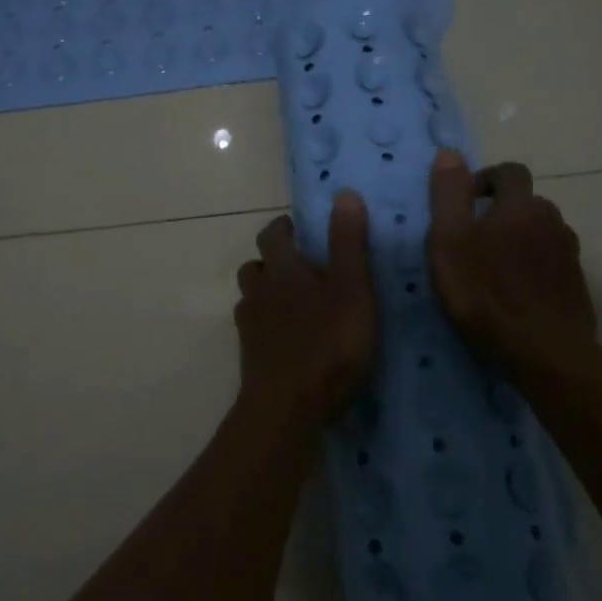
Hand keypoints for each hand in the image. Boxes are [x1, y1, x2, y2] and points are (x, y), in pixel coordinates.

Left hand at [235, 193, 376, 422]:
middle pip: (256, 265)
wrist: (288, 407)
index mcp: (283, 268)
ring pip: (252, 297)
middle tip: (303, 268)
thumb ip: (347, 242)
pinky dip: (268, 326)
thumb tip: (343, 193)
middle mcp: (259, 290)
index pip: (273, 234)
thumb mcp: (352, 288)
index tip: (302, 230)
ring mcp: (250, 325)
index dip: (284, 228)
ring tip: (296, 304)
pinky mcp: (250, 357)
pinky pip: (255, 329)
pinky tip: (289, 340)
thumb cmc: (328, 342)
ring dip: (268, 293)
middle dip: (274, 260)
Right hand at [427, 151, 596, 381]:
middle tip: (473, 242)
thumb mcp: (449, 242)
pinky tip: (518, 295)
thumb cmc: (486, 295)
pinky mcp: (577, 286)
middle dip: (501, 213)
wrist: (546, 355)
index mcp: (520, 206)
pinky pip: (552, 264)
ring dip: (520, 241)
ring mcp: (569, 255)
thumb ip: (448, 195)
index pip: (510, 172)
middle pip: (527, 203)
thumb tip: (449, 153)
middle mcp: (552, 221)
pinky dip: (535, 269)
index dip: (486, 179)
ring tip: (495, 271)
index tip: (465, 203)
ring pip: (541, 234)